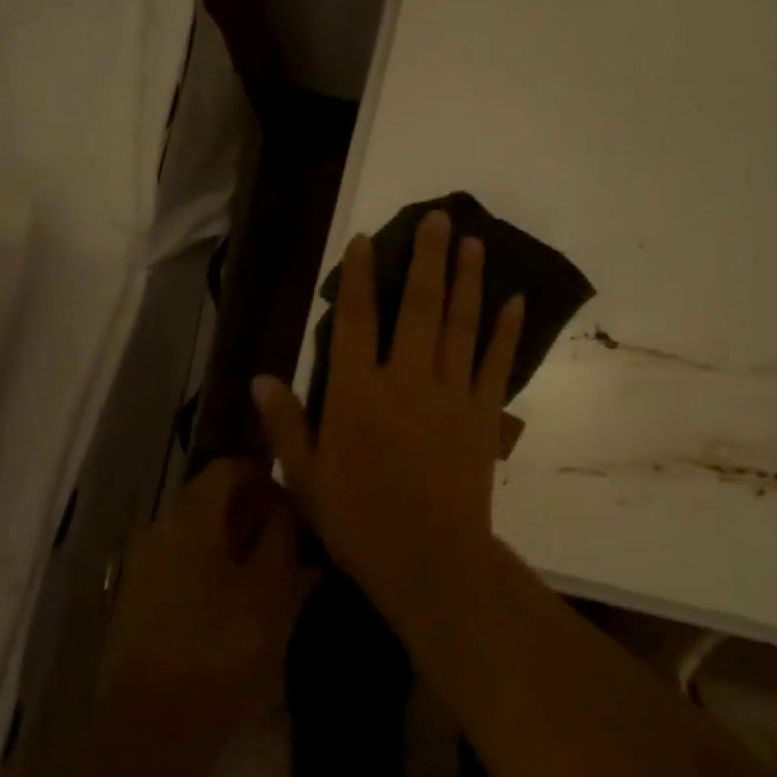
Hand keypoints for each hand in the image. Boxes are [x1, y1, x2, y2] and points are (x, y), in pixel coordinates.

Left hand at [100, 458, 313, 776]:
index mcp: (190, 518)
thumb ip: (286, 539)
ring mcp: (145, 568)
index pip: (229, 468)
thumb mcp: (272, 591)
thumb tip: (290, 511)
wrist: (150, 730)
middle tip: (296, 547)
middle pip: (214, 501)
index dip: (268, 478)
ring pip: (202, 537)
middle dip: (258, 516)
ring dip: (241, 547)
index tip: (298, 508)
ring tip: (278, 580)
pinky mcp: (141, 603)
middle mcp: (161, 531)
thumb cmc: (220, 649)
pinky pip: (186, 567)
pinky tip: (245, 607)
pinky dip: (219, 572)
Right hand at [253, 209, 522, 610]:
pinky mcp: (483, 415)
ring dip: (467, 280)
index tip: (365, 240)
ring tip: (473, 241)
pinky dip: (506, 331)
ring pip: (460, 325)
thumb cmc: (359, 522)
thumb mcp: (306, 478)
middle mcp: (406, 380)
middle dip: (426, 258)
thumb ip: (285, 424)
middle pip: (417, 307)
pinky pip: (496, 364)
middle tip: (439, 217)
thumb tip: (260, 378)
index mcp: (357, 393)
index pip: (356, 321)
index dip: (359, 276)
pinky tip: (516, 301)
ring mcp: (450, 394)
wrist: (430, 560)